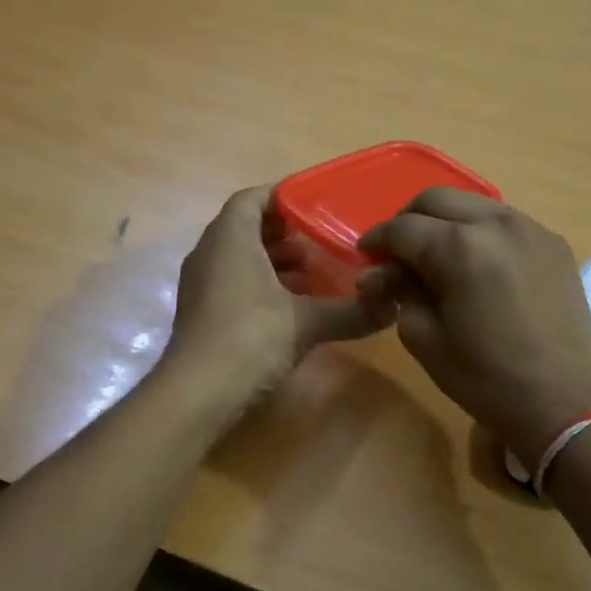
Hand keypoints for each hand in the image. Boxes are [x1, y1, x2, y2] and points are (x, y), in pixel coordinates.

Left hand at [163, 186, 393, 403]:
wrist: (197, 393)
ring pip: (237, 259)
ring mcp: (200, 286)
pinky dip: (259, 286)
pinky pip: (231, 284)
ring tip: (310, 274)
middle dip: (282, 233)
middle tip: (319, 242)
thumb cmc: (251, 338)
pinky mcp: (200, 314)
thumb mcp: (307, 322)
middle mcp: (208, 254)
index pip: (251, 198)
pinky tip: (289, 308)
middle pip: (244, 228)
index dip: (282, 197)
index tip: (315, 206)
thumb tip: (393, 306)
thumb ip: (350, 311)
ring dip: (272, 262)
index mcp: (229, 238)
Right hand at [359, 188, 590, 458]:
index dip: (376, 240)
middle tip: (397, 252)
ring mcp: (530, 229)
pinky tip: (475, 264)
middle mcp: (495, 224)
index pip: (402, 228)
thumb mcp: (424, 339)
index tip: (365, 256)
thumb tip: (381, 274)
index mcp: (459, 248)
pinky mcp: (553, 243)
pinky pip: (503, 221)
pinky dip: (478, 231)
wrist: (563, 401)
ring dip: (445, 221)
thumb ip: (400, 293)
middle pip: (437, 199)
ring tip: (435, 256)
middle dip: (408, 220)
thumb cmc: (485, 378)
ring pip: (472, 204)